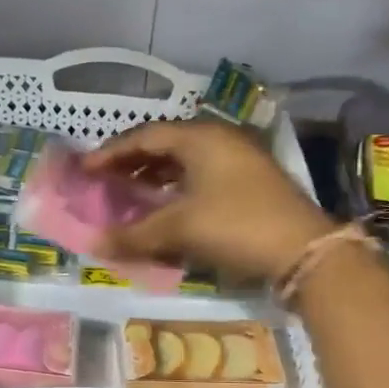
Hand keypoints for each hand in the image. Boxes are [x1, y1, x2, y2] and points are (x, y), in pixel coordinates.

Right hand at [83, 120, 333, 284]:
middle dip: (132, 162)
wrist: (304, 251)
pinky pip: (202, 175)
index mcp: (201, 138)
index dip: (111, 153)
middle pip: (165, 144)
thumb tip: (94, 244)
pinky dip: (178, 187)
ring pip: (186, 160)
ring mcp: (240, 159)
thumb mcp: (180, 229)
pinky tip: (167, 206)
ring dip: (155, 175)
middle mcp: (220, 139)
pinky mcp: (251, 181)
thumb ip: (134, 235)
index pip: (145, 136)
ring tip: (131, 193)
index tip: (85, 170)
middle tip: (105, 180)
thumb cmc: (236, 226)